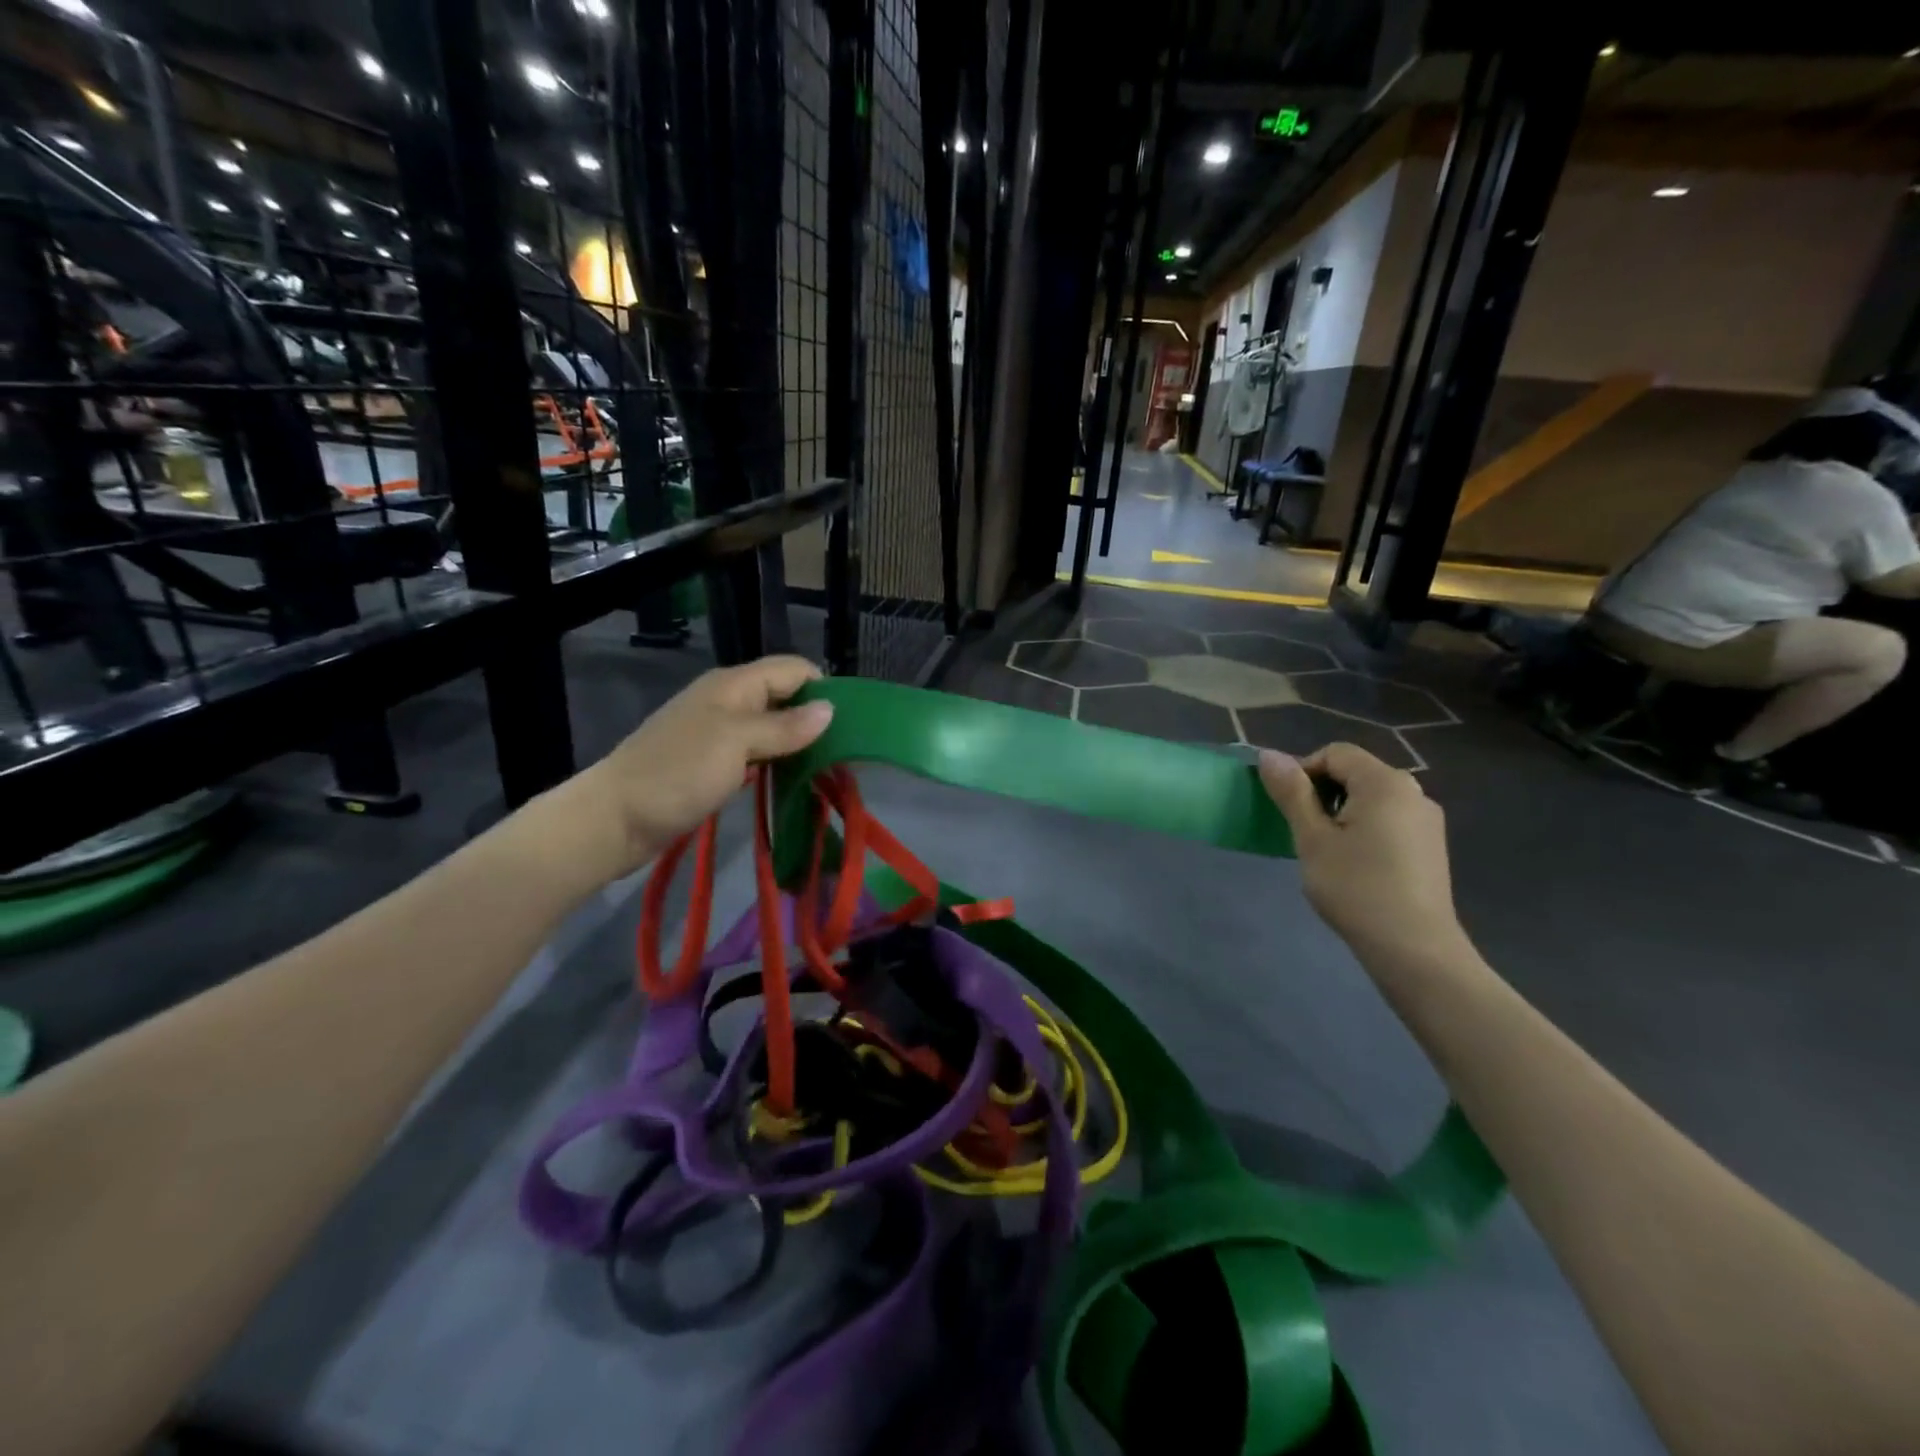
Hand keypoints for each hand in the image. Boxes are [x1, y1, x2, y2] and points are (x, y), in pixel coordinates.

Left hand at [569, 656, 834, 877]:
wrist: (614, 819)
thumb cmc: (676, 774)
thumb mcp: (735, 743)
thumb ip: (783, 726)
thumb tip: (830, 709)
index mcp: (733, 685)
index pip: (793, 670)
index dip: (823, 688)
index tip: (851, 723)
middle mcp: (728, 702)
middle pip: (784, 697)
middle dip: (815, 719)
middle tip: (845, 754)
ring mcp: (718, 734)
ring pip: (772, 728)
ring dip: (798, 745)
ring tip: (828, 771)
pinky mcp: (712, 764)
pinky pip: (757, 754)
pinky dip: (777, 764)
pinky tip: (792, 782)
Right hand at [1258, 744, 1464, 961]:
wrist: (1414, 948)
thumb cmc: (1355, 887)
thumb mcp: (1312, 838)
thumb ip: (1291, 792)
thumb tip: (1268, 754)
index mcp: (1384, 782)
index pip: (1335, 753)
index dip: (1303, 771)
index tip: (1288, 808)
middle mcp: (1413, 791)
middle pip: (1356, 772)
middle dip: (1322, 792)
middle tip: (1303, 830)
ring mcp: (1427, 820)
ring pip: (1373, 797)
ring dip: (1342, 811)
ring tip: (1326, 850)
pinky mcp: (1431, 845)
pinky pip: (1390, 819)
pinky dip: (1365, 827)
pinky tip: (1356, 864)